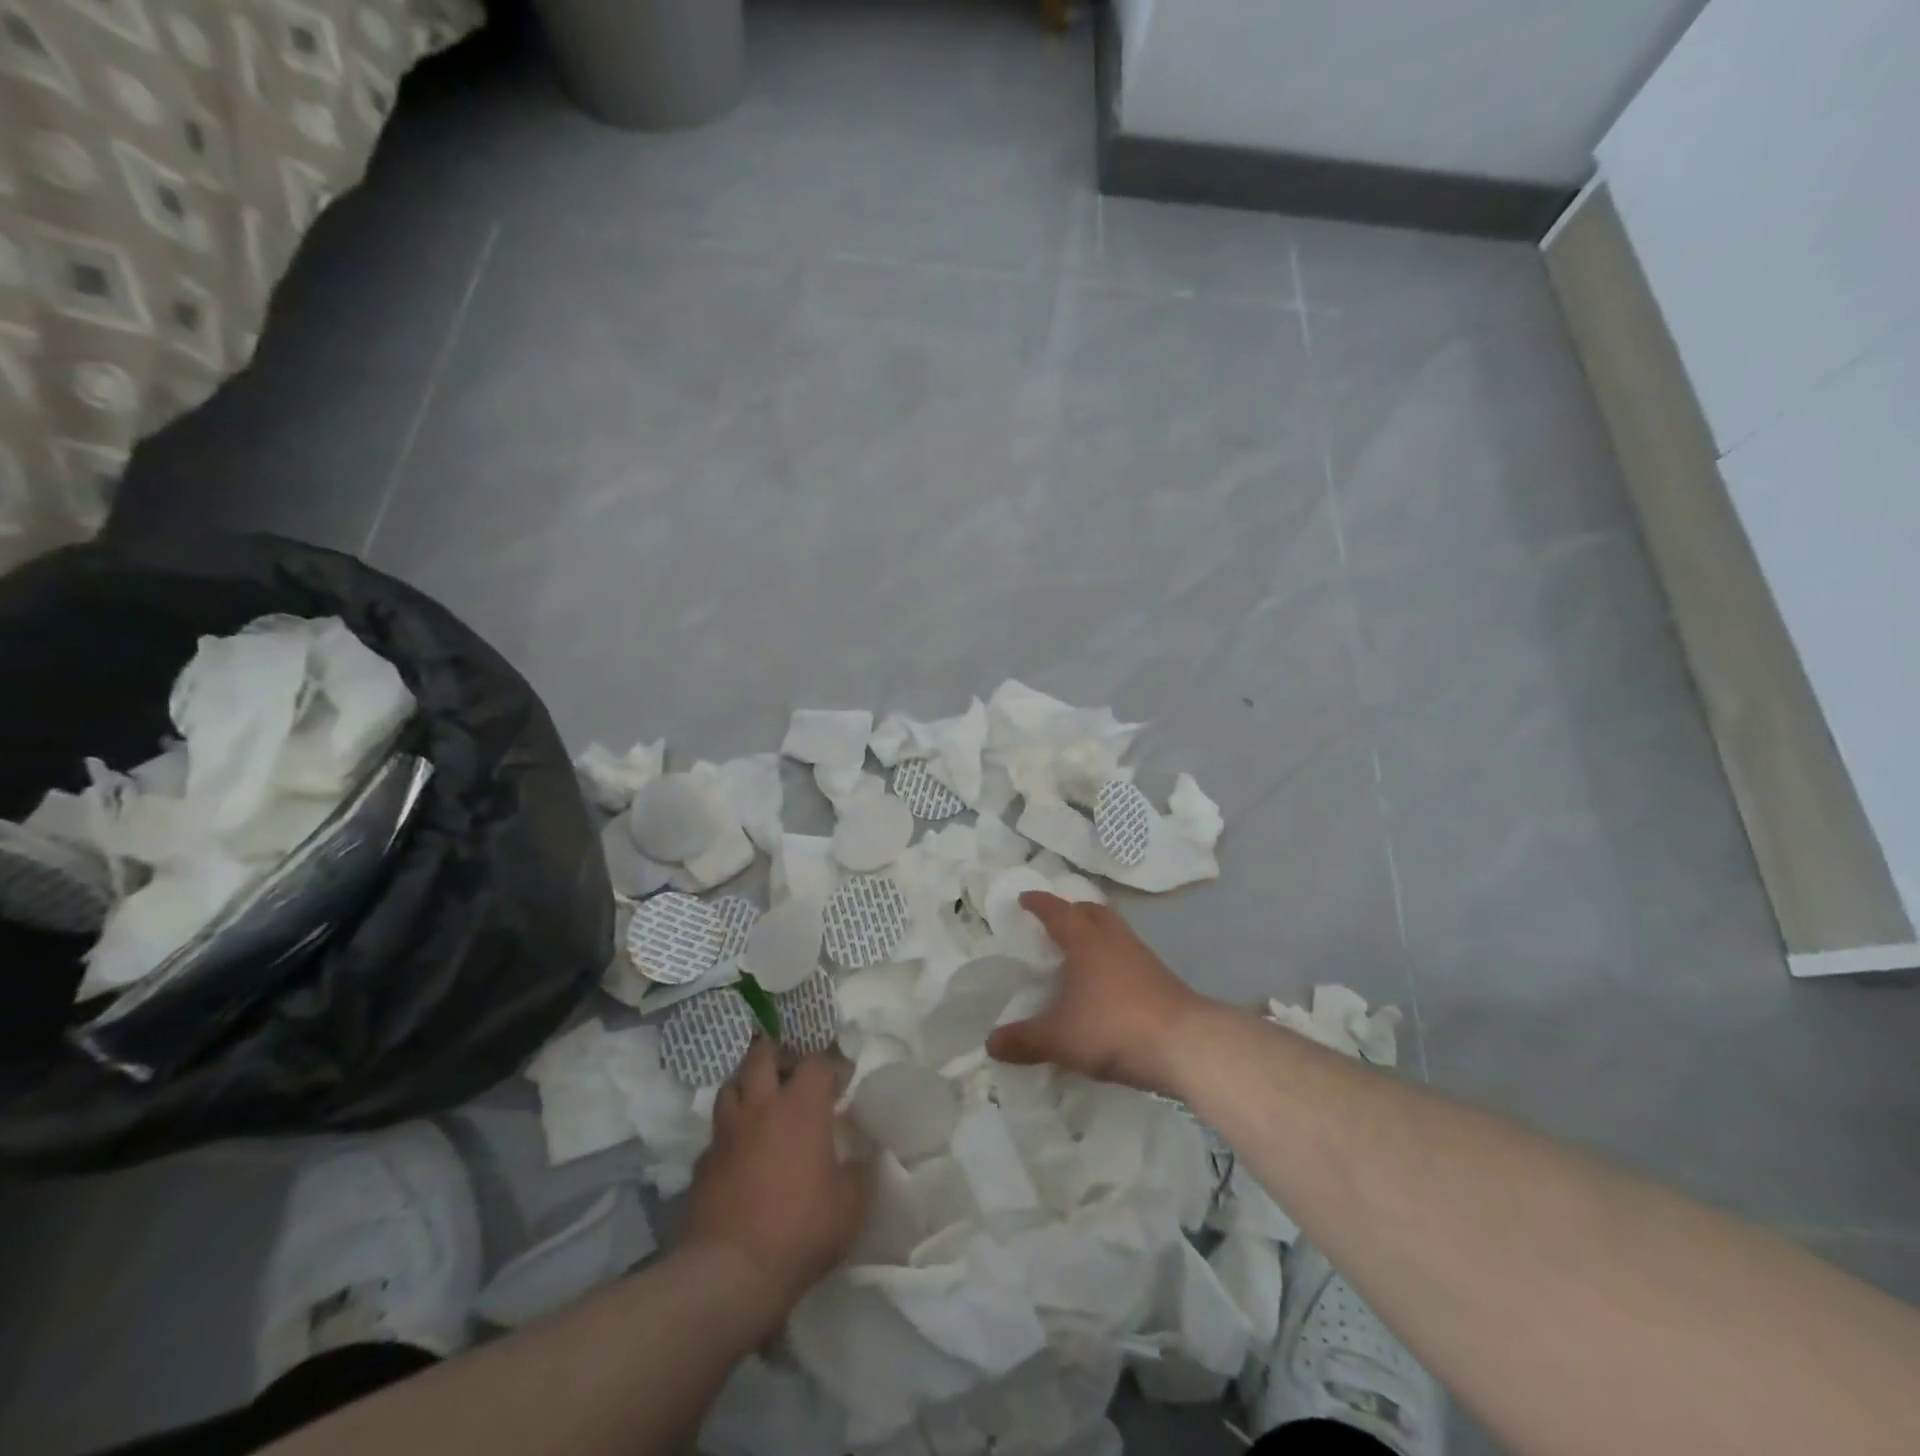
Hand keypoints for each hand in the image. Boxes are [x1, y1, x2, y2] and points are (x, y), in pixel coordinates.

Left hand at [679, 1041, 867, 1321]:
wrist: (729, 1274)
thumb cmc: (800, 1229)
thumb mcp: (850, 1204)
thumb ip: (858, 1171)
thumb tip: (861, 1156)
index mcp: (801, 1106)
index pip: (817, 1061)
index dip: (830, 1066)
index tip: (840, 1082)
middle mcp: (761, 1107)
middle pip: (762, 1055)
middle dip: (778, 1054)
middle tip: (791, 1070)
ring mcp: (726, 1133)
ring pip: (731, 1086)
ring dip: (747, 1085)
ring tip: (761, 1101)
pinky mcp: (701, 1164)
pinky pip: (716, 1134)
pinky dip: (729, 1134)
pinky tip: (739, 1153)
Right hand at [987, 892, 1209, 1093]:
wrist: (1185, 1044)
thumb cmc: (1113, 1027)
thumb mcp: (1059, 1039)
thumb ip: (1023, 1040)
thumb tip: (990, 1043)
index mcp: (1084, 940)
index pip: (1056, 911)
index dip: (1038, 903)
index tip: (1024, 898)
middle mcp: (1112, 938)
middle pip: (1090, 911)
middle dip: (1070, 911)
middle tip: (1053, 922)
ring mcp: (1141, 955)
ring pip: (1112, 930)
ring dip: (1093, 933)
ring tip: (1077, 953)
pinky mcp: (1160, 976)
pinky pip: (1127, 953)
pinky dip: (1111, 957)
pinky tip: (1105, 983)